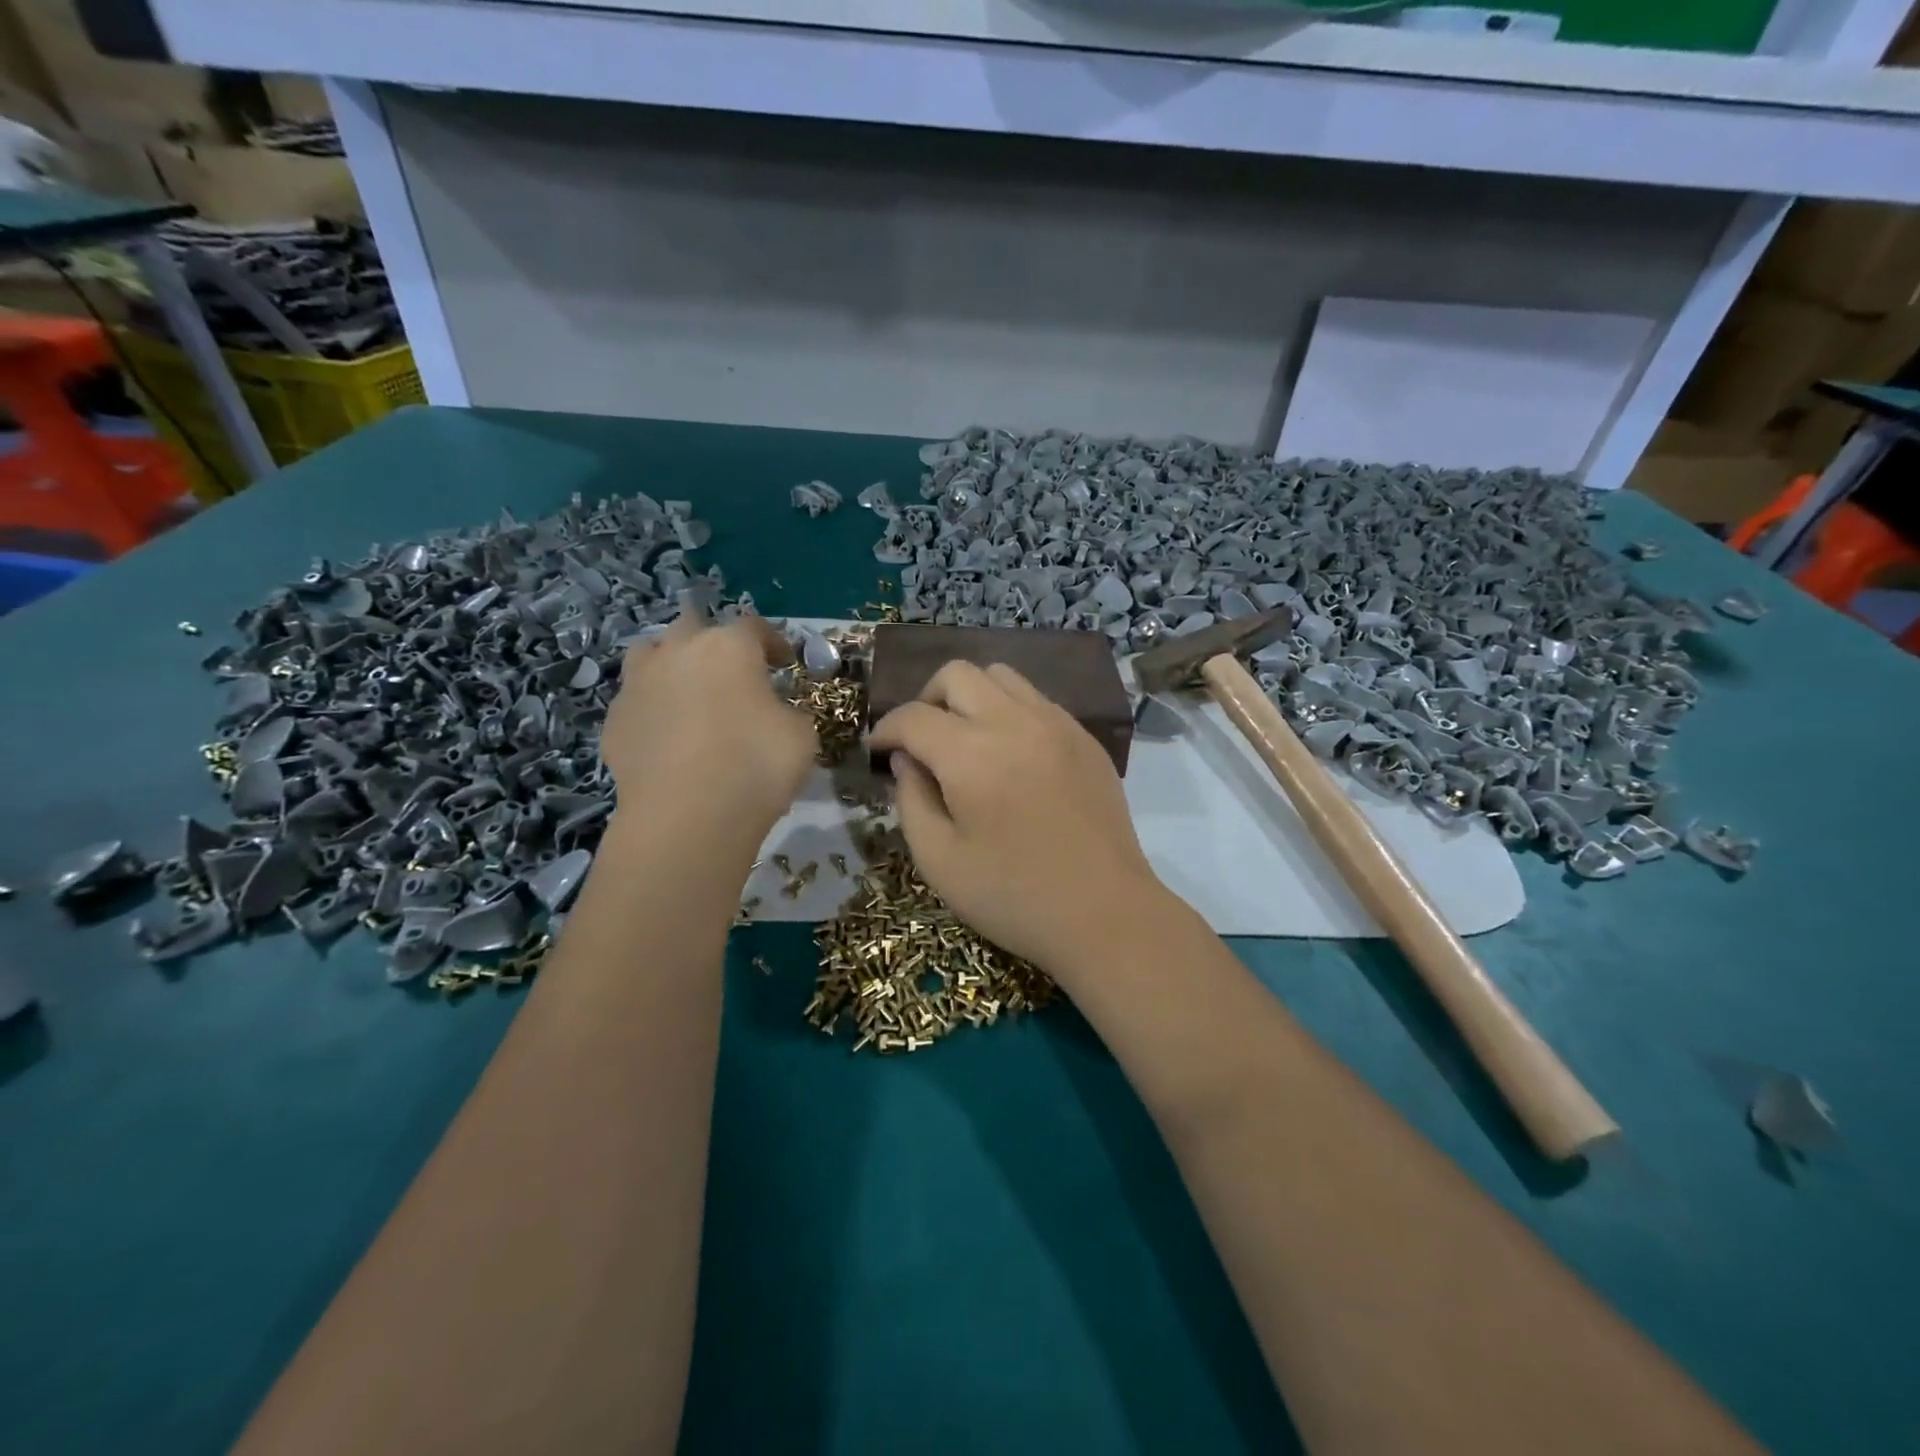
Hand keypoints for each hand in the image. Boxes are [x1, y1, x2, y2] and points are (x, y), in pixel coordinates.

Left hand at [602, 614, 816, 850]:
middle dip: (713, 642)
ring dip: (671, 663)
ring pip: (650, 653)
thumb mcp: (800, 736)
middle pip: (693, 625)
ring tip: (688, 691)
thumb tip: (774, 713)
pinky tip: (667, 735)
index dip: (773, 641)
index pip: (753, 626)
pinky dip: (653, 708)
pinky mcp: (614, 721)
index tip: (784, 663)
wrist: (686, 817)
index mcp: (728, 647)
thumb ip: (787, 712)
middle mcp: (678, 652)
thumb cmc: (755, 766)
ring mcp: (638, 684)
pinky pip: (636, 701)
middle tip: (732, 671)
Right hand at [866, 660, 1169, 975]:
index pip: (914, 716)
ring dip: (970, 697)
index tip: (877, 751)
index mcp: (972, 756)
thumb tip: (905, 759)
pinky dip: (1009, 710)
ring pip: (1001, 676)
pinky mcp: (1085, 737)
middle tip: (921, 741)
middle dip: (926, 700)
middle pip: (957, 674)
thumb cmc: (1014, 896)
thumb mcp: (939, 861)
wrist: (1105, 913)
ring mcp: (1057, 724)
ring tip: (965, 739)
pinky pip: (1036, 699)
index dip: (885, 729)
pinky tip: (1009, 754)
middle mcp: (1015, 723)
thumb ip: (911, 800)